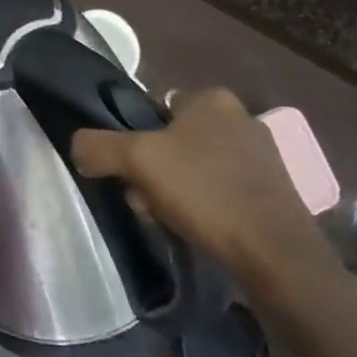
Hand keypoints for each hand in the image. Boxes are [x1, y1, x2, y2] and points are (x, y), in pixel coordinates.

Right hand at [71, 87, 336, 293]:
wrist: (278, 257)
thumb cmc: (205, 193)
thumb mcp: (136, 160)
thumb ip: (97, 146)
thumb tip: (78, 148)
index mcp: (212, 99)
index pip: (154, 107)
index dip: (135, 138)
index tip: (130, 169)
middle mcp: (241, 118)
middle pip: (172, 140)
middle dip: (153, 169)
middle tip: (145, 198)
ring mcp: (262, 157)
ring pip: (194, 167)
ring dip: (174, 191)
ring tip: (169, 218)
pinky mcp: (275, 192)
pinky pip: (221, 190)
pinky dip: (205, 207)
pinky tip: (199, 229)